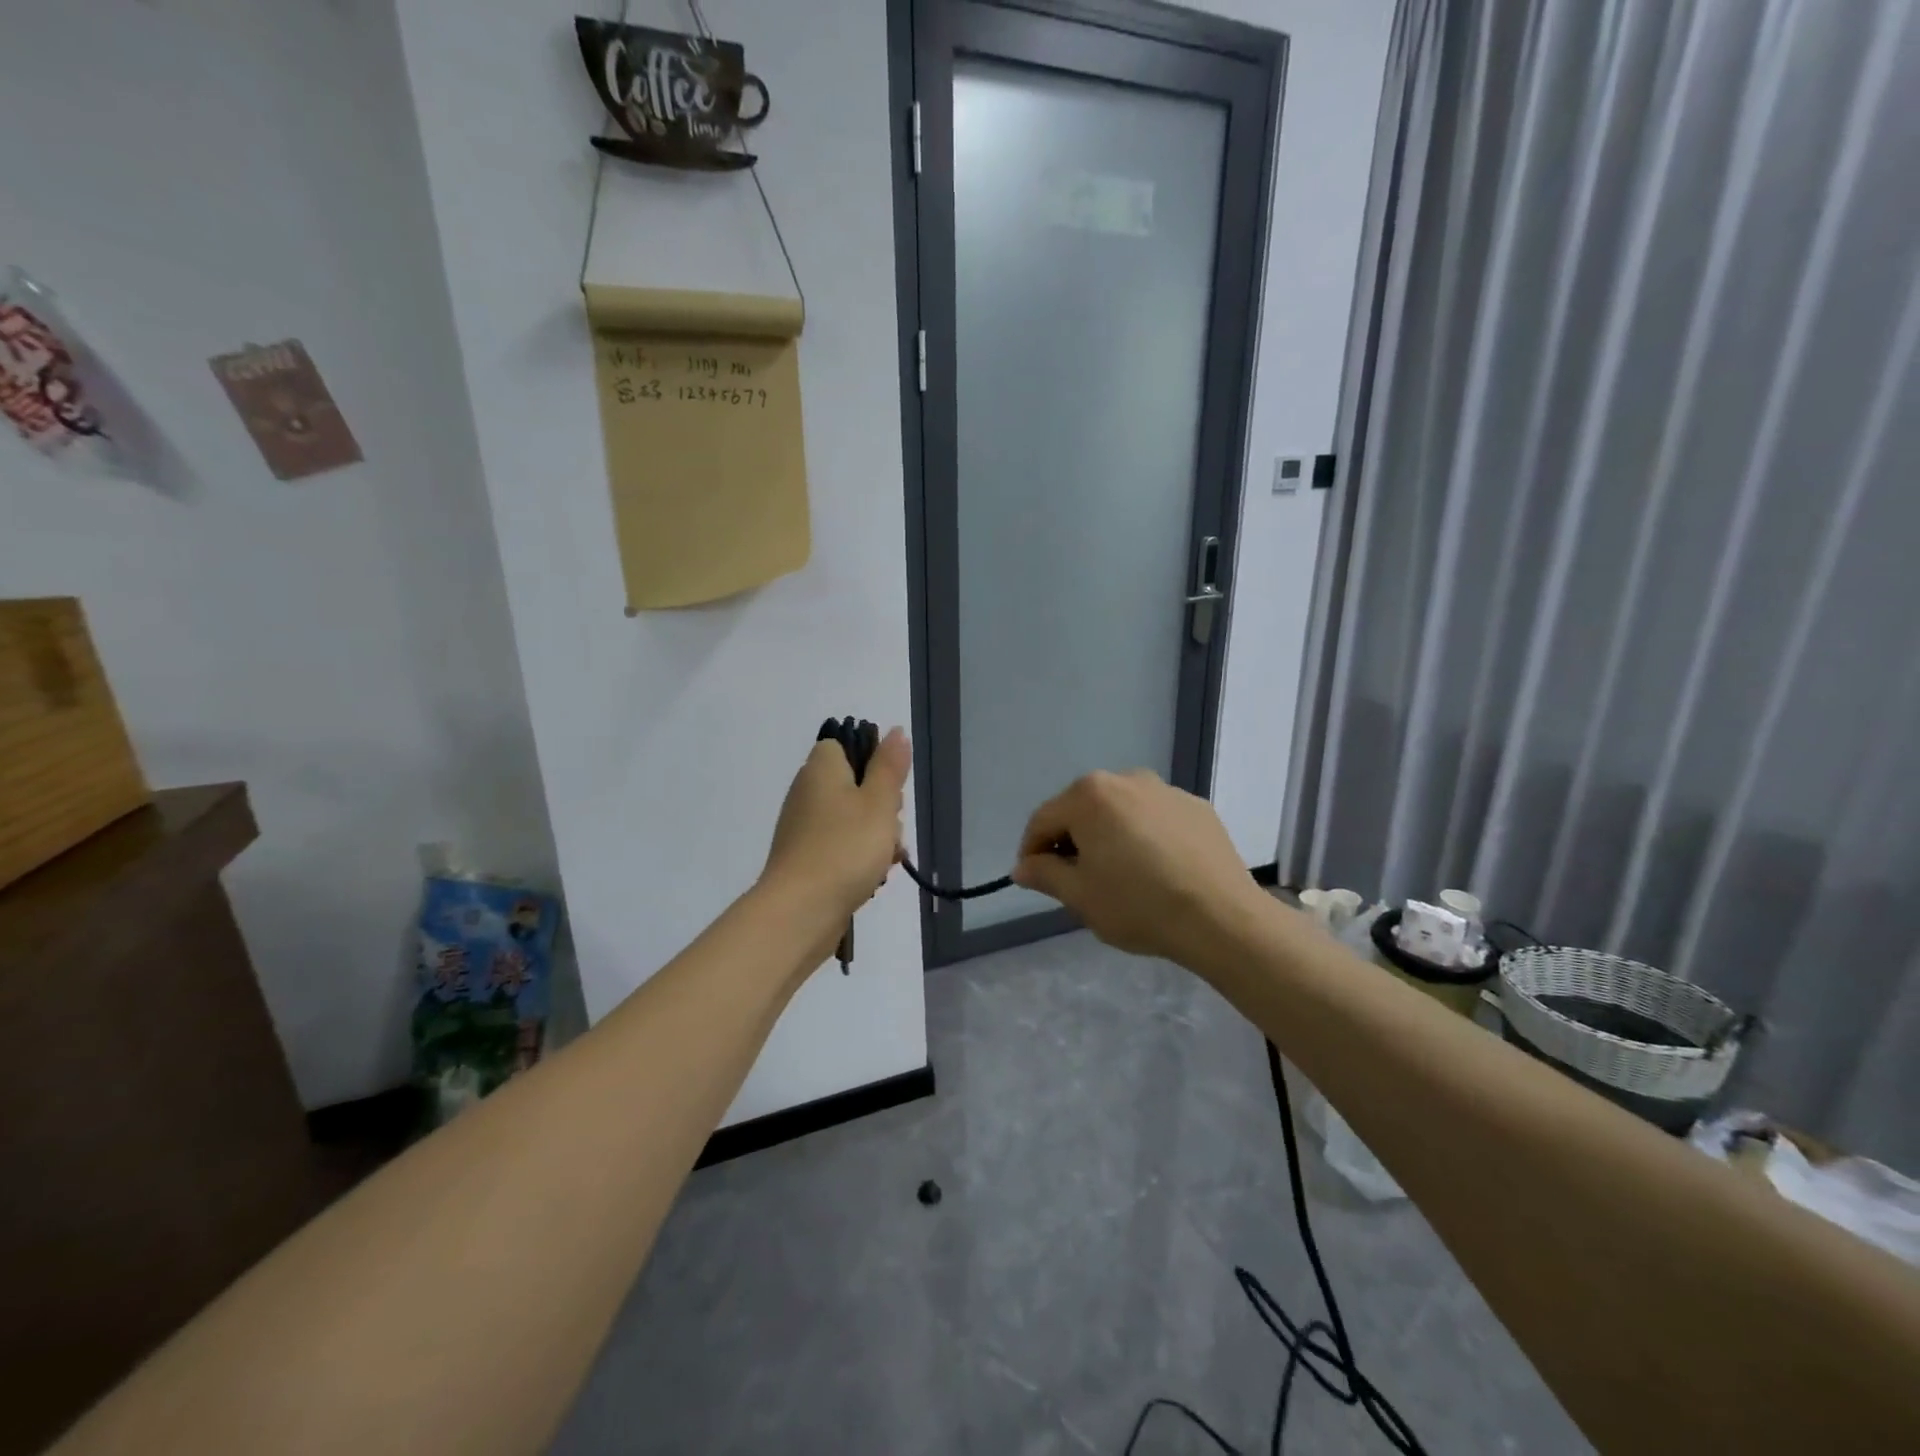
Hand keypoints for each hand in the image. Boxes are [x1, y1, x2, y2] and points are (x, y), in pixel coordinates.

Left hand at [762, 727, 909, 922]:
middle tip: (892, 826)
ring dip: (876, 836)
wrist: (801, 911)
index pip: (843, 746)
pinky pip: (840, 847)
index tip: (890, 786)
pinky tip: (875, 877)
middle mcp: (806, 793)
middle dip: (882, 806)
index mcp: (820, 769)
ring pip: (851, 819)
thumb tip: (895, 730)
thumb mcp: (879, 802)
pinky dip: (859, 858)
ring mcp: (803, 828)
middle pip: (852, 785)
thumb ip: (889, 766)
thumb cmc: (845, 848)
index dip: (871, 761)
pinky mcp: (806, 859)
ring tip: (889, 858)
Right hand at [1010, 770, 1263, 962]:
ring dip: (1109, 837)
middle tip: (1076, 881)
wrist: (1222, 918)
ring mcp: (1165, 790)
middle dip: (1072, 841)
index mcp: (1089, 796)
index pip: (1043, 821)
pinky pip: (1155, 818)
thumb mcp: (1080, 896)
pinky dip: (1145, 837)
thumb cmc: (1139, 905)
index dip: (1032, 852)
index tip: (1035, 881)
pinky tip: (1157, 871)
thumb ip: (1045, 874)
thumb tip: (1024, 866)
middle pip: (1082, 810)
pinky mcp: (1196, 807)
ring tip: (1120, 876)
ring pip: (1121, 812)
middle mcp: (1125, 779)